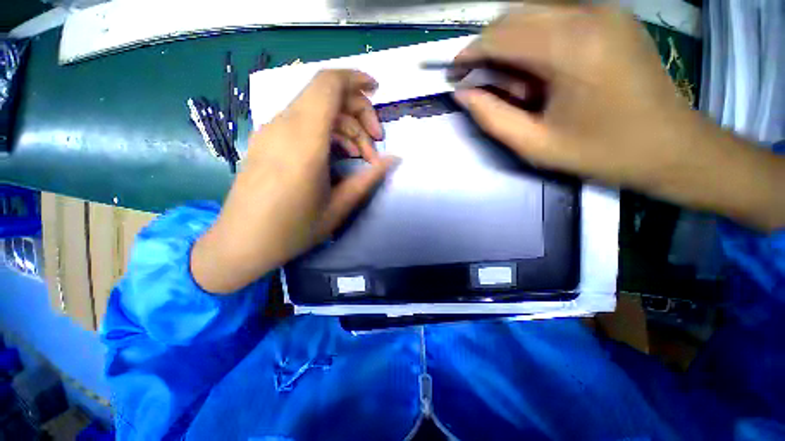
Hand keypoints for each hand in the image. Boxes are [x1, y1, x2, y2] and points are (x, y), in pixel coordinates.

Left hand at [192, 70, 396, 293]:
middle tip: (375, 143)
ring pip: (315, 109)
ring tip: (360, 157)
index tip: (376, 90)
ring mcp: (271, 132)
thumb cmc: (293, 229)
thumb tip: (393, 159)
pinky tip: (337, 155)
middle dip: (357, 112)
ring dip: (343, 126)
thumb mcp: (339, 207)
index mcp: (304, 141)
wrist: (241, 243)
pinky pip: (301, 122)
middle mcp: (284, 127)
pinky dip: (326, 131)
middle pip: (325, 95)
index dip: (355, 79)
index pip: (328, 85)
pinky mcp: (266, 141)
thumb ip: (369, 178)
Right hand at [453, 6, 784, 230]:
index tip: (454, 73)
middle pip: (514, 16)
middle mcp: (588, 14)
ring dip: (513, 45)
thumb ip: (492, 117)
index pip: (501, 36)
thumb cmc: (602, 151)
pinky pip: (556, 16)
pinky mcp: (612, 16)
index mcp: (570, 48)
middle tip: (488, 87)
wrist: (671, 146)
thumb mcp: (535, 145)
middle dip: (490, 49)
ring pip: (533, 13)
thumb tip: (463, 94)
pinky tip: (543, 72)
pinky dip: (535, 40)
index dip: (470, 53)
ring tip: (521, 86)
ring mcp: (604, 10)